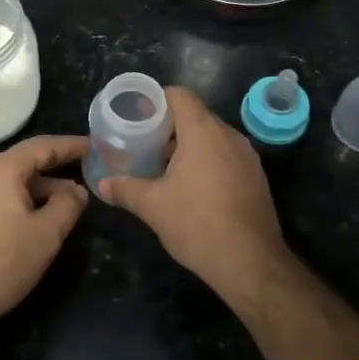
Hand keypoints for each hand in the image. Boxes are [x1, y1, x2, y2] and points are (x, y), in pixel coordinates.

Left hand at [0, 134, 90, 335]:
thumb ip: (67, 204)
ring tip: (69, 203)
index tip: (95, 146)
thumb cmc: (2, 262)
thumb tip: (76, 190)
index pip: (43, 146)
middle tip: (88, 175)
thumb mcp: (46, 234)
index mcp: (1, 169)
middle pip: (26, 162)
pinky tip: (38, 218)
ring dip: (42, 189)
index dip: (71, 145)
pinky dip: (23, 200)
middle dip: (58, 169)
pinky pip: (0, 196)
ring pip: (13, 181)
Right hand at [99, 87, 289, 303]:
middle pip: (195, 115)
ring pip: (212, 137)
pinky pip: (226, 155)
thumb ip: (125, 189)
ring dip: (188, 144)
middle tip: (142, 141)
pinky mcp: (256, 177)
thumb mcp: (153, 206)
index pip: (179, 95)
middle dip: (168, 125)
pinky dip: (207, 160)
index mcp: (203, 132)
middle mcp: (229, 136)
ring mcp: (247, 156)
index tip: (136, 114)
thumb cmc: (198, 224)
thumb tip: (102, 185)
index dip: (156, 99)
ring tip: (162, 164)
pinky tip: (191, 185)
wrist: (251, 263)